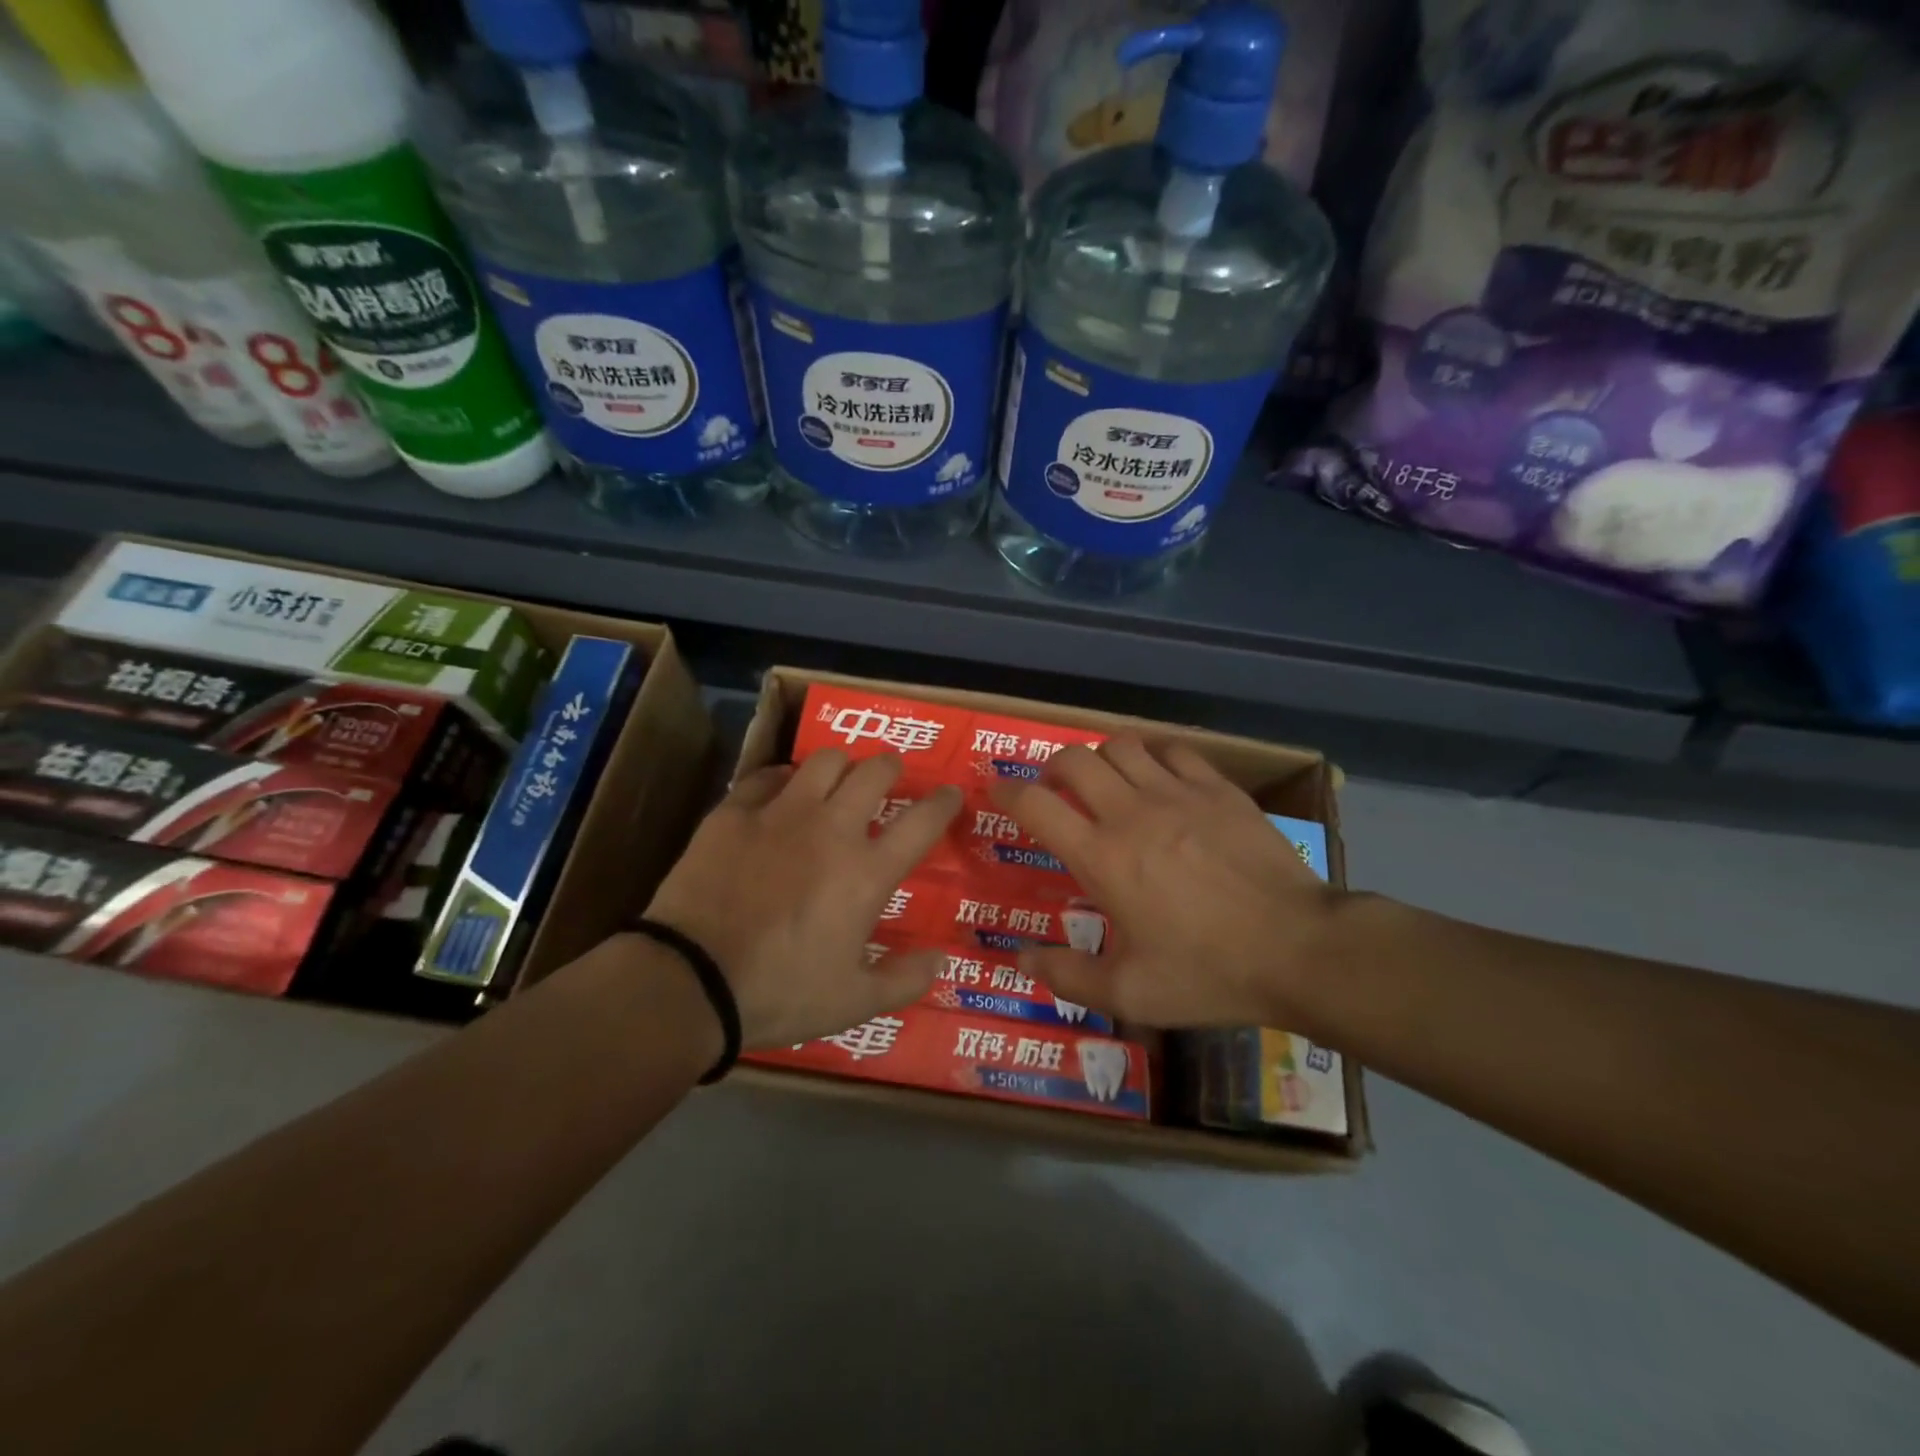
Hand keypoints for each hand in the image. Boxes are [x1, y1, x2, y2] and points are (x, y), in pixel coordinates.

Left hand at [643, 750, 961, 1047]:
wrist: (691, 981)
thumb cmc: (780, 992)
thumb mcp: (854, 1002)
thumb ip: (905, 979)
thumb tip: (941, 959)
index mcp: (867, 872)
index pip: (922, 822)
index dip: (944, 803)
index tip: (952, 794)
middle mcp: (831, 829)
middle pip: (874, 772)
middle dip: (891, 767)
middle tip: (889, 776)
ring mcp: (780, 814)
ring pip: (823, 760)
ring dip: (840, 764)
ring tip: (838, 777)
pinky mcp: (734, 813)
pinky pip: (765, 776)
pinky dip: (781, 779)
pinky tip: (779, 792)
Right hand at [990, 736, 1340, 1027]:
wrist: (1299, 949)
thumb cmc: (1208, 973)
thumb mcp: (1130, 993)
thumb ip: (1067, 976)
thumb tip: (1019, 960)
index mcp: (1101, 856)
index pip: (1036, 804)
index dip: (1007, 792)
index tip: (998, 793)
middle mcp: (1130, 812)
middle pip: (1073, 760)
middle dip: (1051, 768)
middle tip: (1054, 790)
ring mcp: (1178, 793)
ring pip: (1121, 746)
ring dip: (1101, 758)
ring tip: (1105, 782)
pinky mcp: (1219, 788)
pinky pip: (1173, 750)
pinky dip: (1154, 756)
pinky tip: (1159, 779)